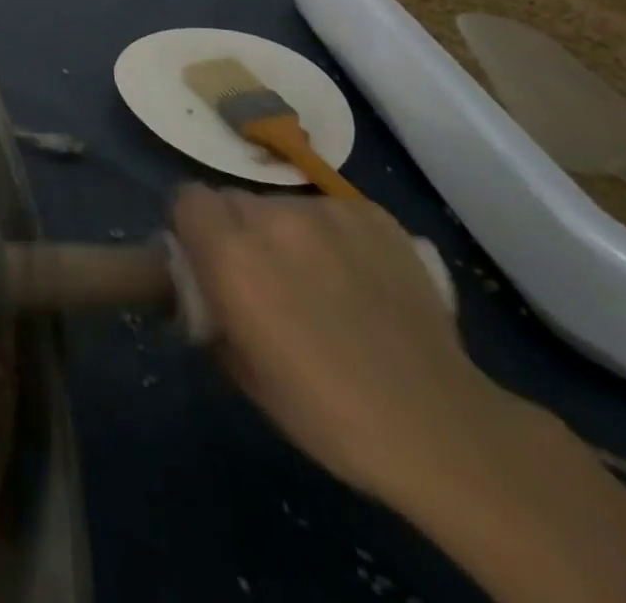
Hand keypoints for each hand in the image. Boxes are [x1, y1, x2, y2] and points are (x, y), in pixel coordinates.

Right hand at [173, 185, 523, 507]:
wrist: (438, 426)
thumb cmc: (327, 413)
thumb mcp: (244, 373)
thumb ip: (213, 313)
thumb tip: (208, 293)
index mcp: (231, 255)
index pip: (187, 199)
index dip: (192, 226)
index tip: (207, 258)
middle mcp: (271, 218)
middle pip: (233, 200)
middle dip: (237, 230)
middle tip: (263, 276)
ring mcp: (325, 211)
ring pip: (283, 205)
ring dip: (285, 233)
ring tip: (320, 280)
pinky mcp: (372, 214)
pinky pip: (331, 211)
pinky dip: (333, 236)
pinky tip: (359, 277)